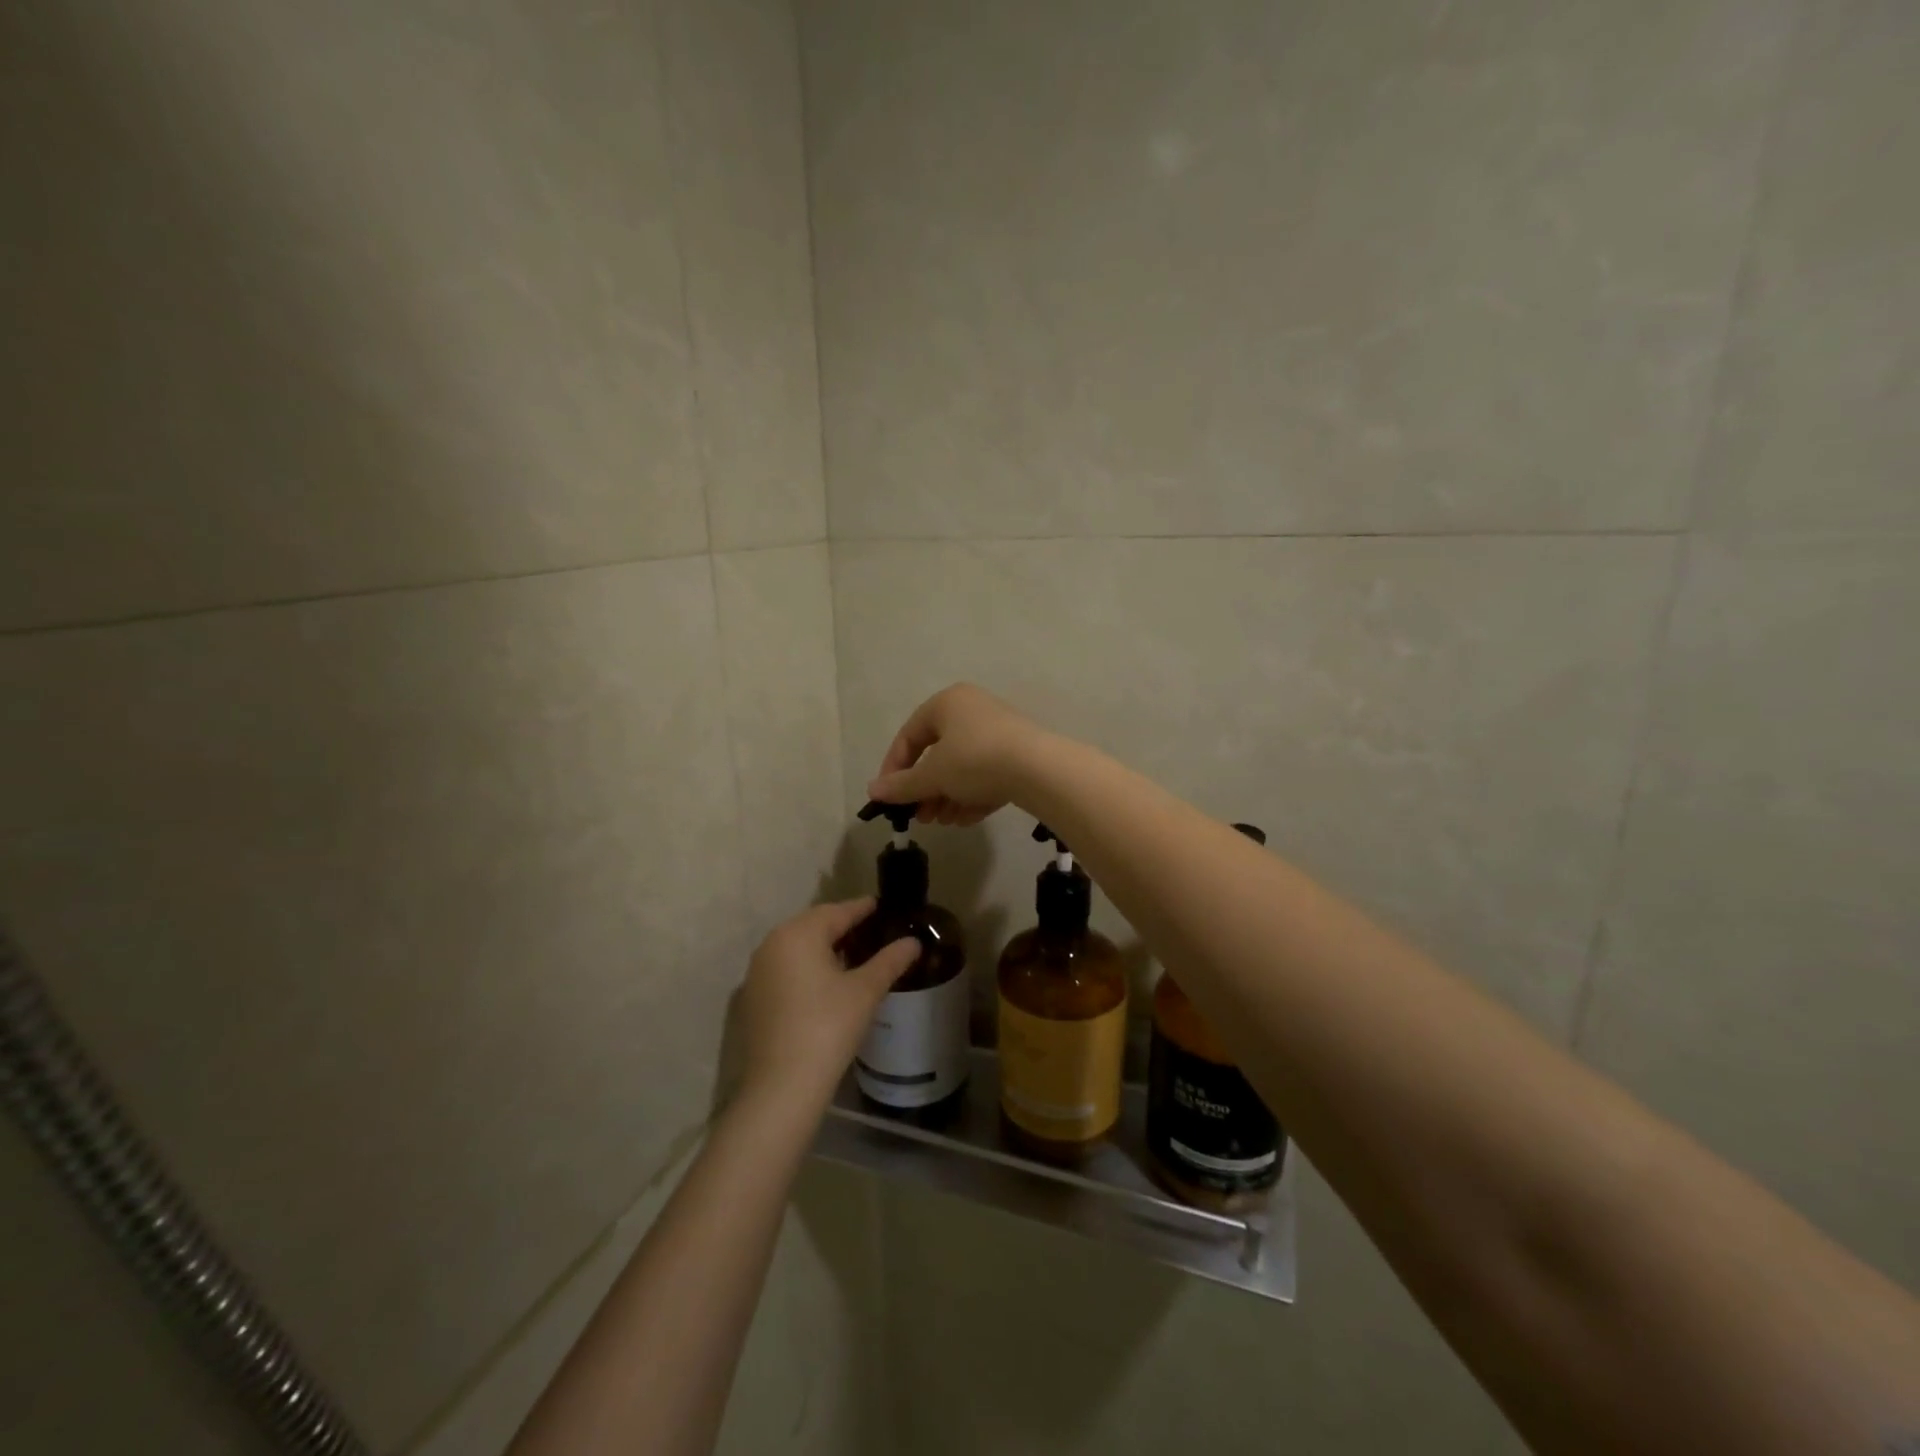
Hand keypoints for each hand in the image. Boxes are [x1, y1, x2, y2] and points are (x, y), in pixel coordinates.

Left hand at [734, 899, 921, 1112]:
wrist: (782, 1085)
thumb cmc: (828, 1027)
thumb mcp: (865, 991)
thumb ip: (890, 961)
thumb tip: (913, 942)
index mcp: (799, 934)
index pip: (837, 911)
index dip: (861, 908)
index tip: (879, 905)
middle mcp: (772, 943)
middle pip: (813, 924)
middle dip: (840, 924)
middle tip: (868, 928)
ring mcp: (758, 971)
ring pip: (796, 946)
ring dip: (822, 945)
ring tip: (851, 953)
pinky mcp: (753, 996)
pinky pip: (784, 967)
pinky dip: (805, 965)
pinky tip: (824, 981)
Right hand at [865, 683, 1047, 825]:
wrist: (1039, 769)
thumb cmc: (975, 760)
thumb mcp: (933, 775)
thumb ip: (902, 785)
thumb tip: (872, 791)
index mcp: (947, 703)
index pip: (909, 735)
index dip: (894, 768)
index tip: (889, 797)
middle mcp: (972, 710)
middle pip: (938, 753)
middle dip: (925, 789)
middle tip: (919, 815)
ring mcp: (999, 731)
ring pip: (963, 767)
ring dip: (948, 796)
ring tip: (942, 822)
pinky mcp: (1019, 753)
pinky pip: (987, 774)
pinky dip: (973, 795)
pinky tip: (966, 819)